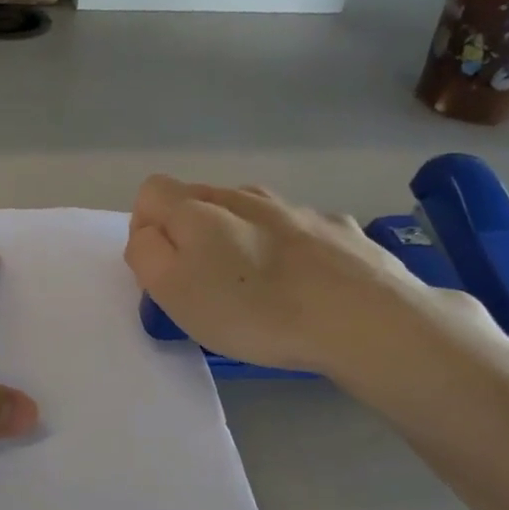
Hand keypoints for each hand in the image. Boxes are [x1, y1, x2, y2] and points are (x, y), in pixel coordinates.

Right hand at [125, 176, 485, 381]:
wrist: (363, 317)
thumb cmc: (254, 310)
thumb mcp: (174, 291)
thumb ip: (146, 255)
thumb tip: (149, 235)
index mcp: (199, 209)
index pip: (151, 192)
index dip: (145, 228)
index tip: (161, 270)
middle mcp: (245, 196)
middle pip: (200, 200)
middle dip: (190, 235)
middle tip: (204, 285)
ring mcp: (296, 208)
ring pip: (250, 212)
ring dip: (239, 238)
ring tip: (254, 285)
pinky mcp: (338, 228)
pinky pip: (297, 230)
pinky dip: (288, 250)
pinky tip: (303, 285)